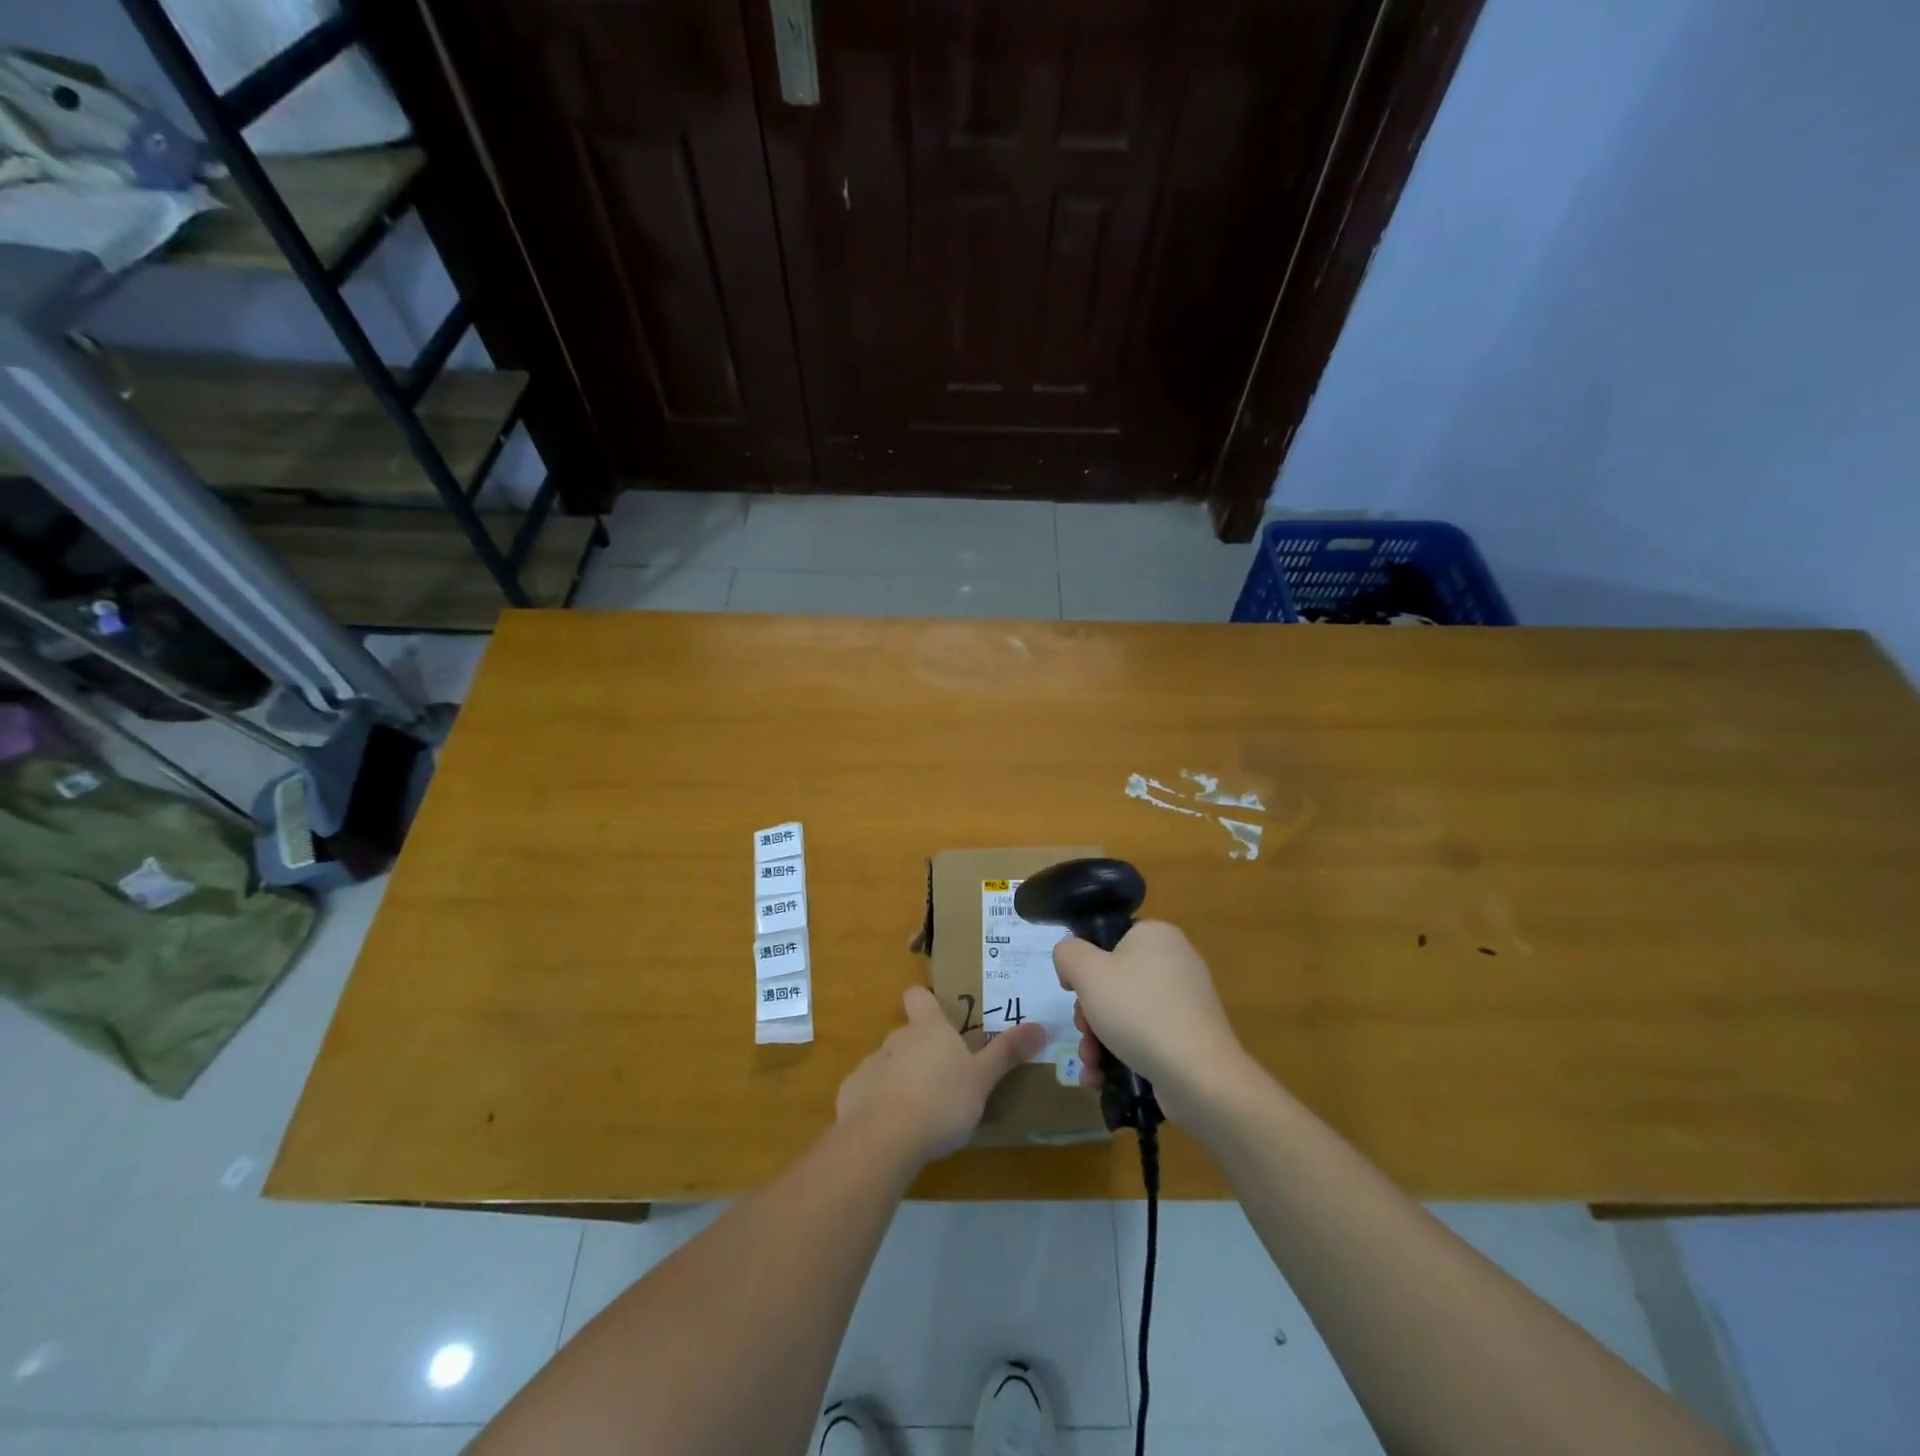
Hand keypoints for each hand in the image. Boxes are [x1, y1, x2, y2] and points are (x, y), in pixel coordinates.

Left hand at [836, 986, 1045, 1163]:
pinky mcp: (851, 1094)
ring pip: (888, 1063)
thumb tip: (1040, 1025)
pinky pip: (868, 1092)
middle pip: (907, 1033)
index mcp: (927, 1028)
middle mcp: (896, 1038)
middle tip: (944, 1078)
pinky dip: (878, 1105)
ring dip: (900, 1078)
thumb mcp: (983, 1079)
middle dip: (921, 1050)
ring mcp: (870, 1065)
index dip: (926, 1001)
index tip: (940, 1017)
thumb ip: (1008, 1052)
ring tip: (919, 1111)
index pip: (918, 995)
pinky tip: (891, 1130)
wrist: (884, 1139)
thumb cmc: (941, 1100)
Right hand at [1054, 920, 1249, 1121]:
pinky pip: (1147, 1037)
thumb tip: (1071, 961)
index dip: (1084, 965)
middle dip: (1089, 1013)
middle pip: (1114, 981)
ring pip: (1126, 1014)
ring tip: (1091, 1064)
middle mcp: (1176, 961)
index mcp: (1156, 935)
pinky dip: (1121, 1055)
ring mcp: (1187, 1002)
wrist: (1198, 1075)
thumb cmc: (1138, 1011)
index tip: (1072, 992)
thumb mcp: (1087, 971)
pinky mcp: (1191, 1037)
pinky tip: (1102, 1078)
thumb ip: (1068, 953)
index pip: (1108, 940)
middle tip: (1083, 1032)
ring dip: (1099, 1039)